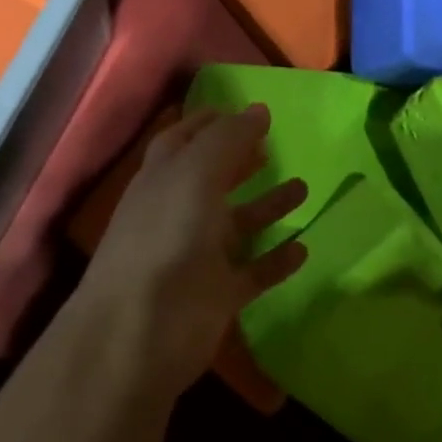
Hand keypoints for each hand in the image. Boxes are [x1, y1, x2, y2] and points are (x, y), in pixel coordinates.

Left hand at [74, 105, 307, 394]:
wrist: (138, 334)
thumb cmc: (166, 238)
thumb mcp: (195, 174)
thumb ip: (227, 139)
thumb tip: (258, 108)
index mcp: (162, 178)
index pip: (184, 139)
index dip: (209, 122)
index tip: (243, 110)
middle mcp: (178, 212)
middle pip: (212, 178)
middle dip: (239, 160)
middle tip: (273, 146)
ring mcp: (196, 256)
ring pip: (236, 224)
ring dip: (266, 206)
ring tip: (303, 188)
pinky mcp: (215, 296)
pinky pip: (252, 272)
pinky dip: (275, 261)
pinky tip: (303, 249)